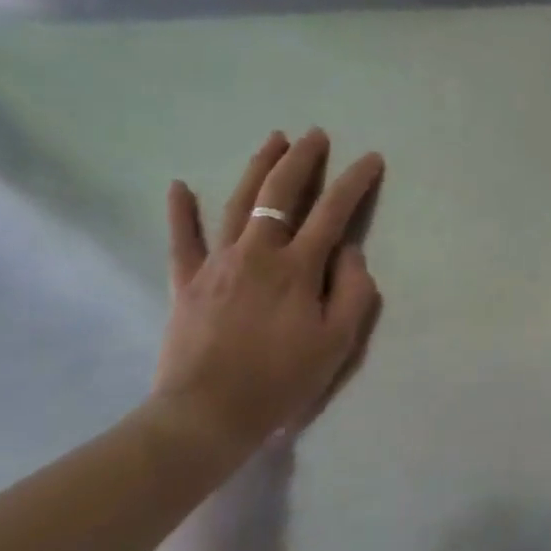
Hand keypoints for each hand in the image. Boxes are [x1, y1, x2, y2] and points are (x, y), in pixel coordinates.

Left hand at [153, 128, 384, 464]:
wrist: (207, 415)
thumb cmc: (281, 379)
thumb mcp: (338, 342)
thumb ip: (353, 289)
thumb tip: (348, 250)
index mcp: (298, 267)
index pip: (333, 211)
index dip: (355, 181)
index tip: (370, 158)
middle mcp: (258, 252)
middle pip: (280, 192)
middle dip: (302, 159)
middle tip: (315, 135)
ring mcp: (218, 263)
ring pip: (239, 202)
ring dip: (258, 167)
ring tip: (274, 139)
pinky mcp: (187, 282)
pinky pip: (182, 240)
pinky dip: (181, 212)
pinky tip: (179, 185)